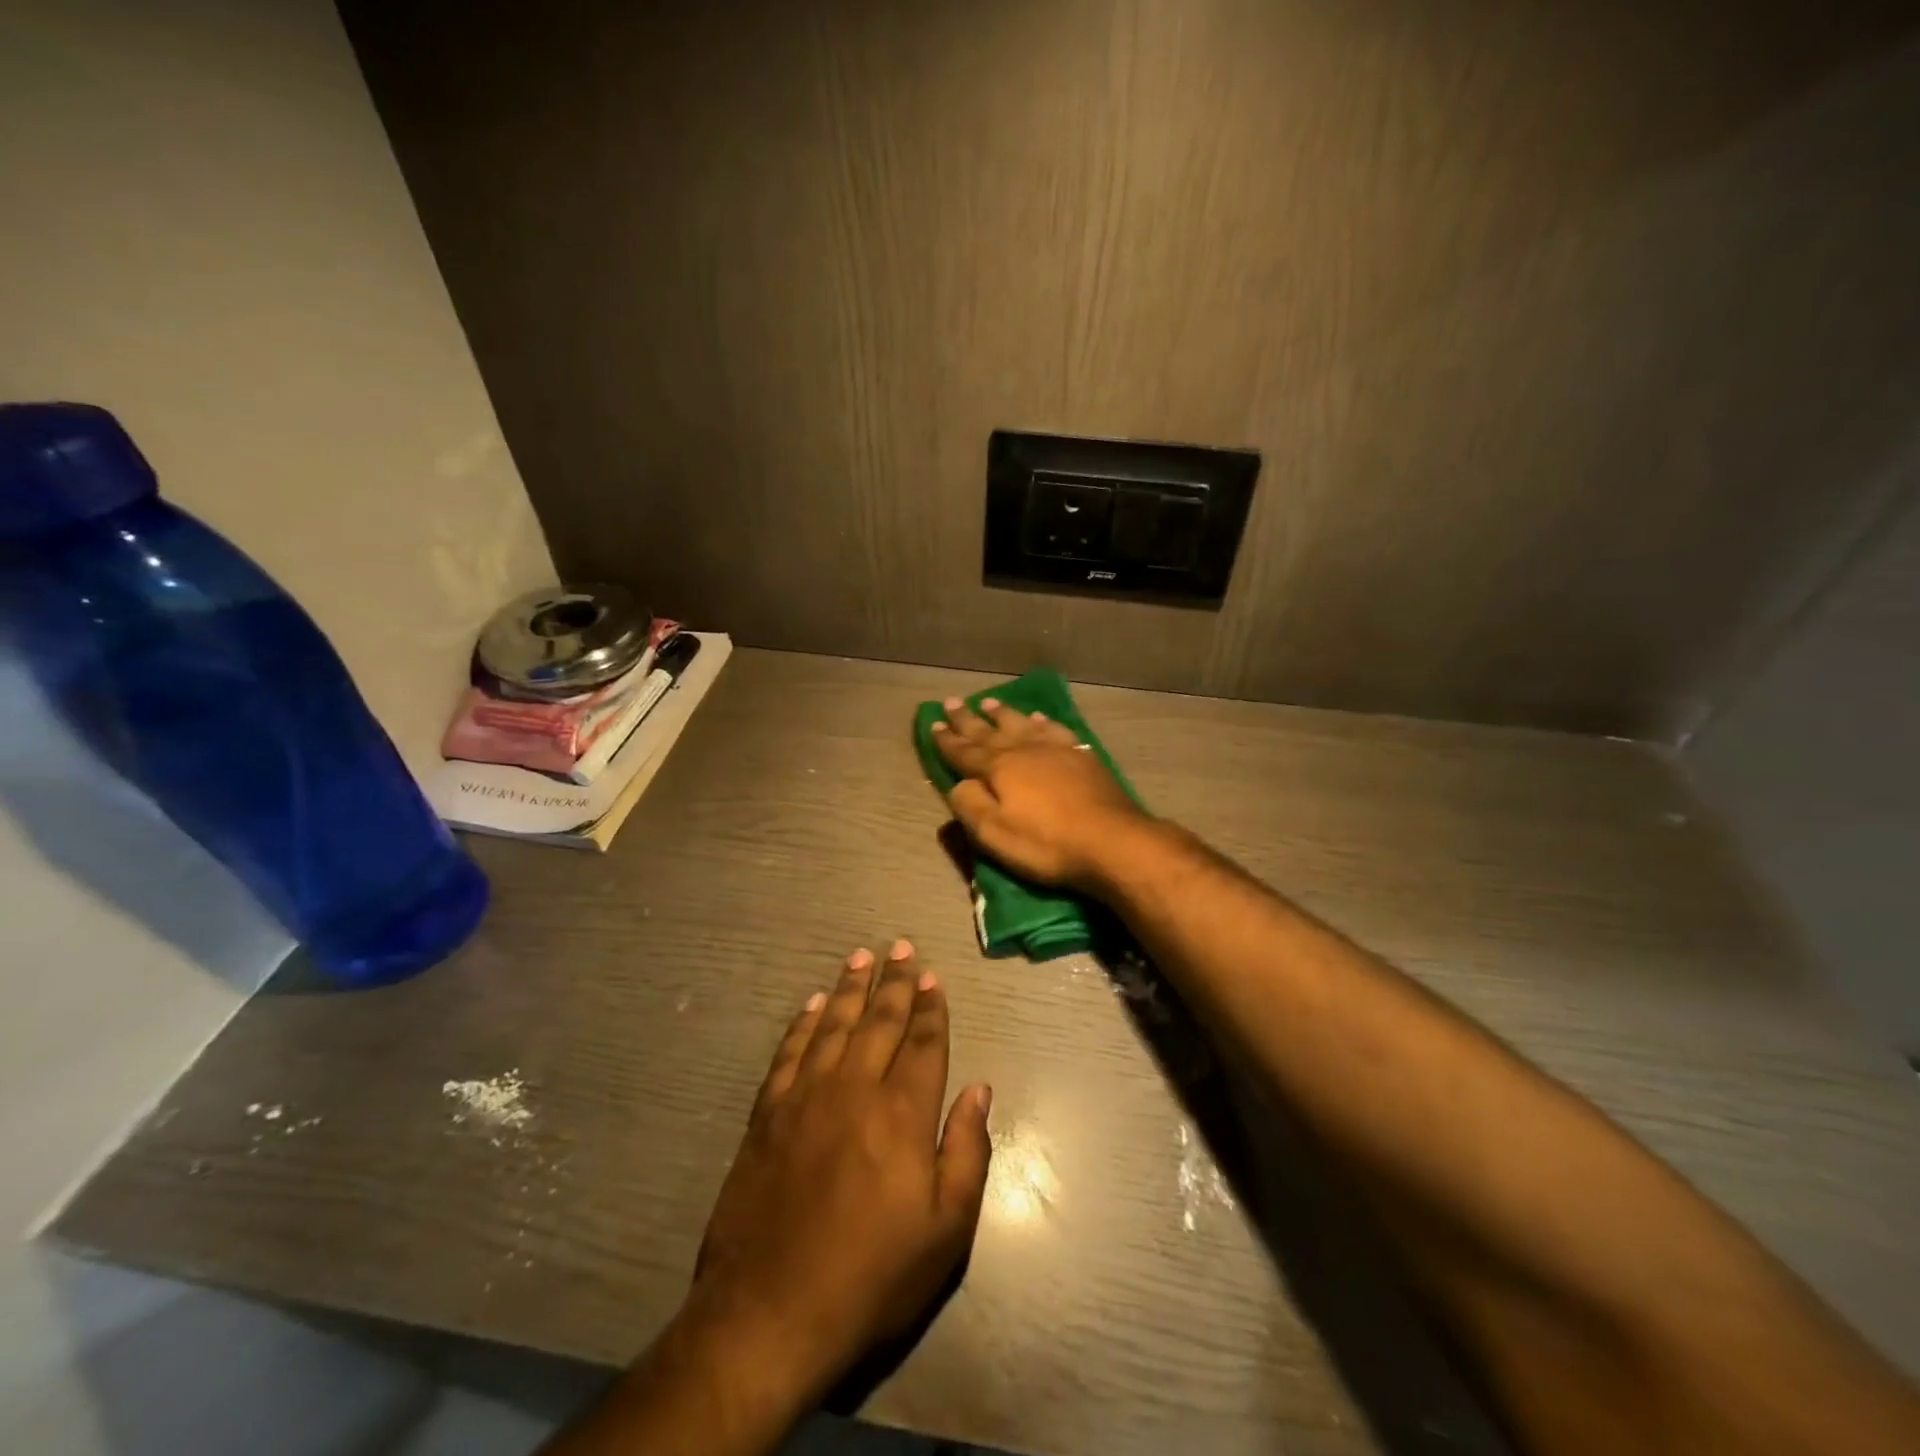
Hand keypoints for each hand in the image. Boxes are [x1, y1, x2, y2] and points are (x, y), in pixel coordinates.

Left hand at [689, 941, 992, 1402]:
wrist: (769, 1313)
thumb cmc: (871, 1276)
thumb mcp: (945, 1231)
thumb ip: (967, 1151)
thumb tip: (980, 1089)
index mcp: (903, 1113)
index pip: (923, 1043)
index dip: (930, 1007)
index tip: (933, 976)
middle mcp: (855, 1088)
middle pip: (879, 1021)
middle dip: (895, 981)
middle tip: (902, 946)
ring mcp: (805, 1097)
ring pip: (833, 1024)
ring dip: (850, 988)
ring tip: (861, 956)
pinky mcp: (767, 1114)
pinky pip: (789, 1052)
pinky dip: (802, 1023)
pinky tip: (811, 1003)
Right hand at [931, 695, 1150, 888]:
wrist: (1110, 839)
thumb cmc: (1046, 843)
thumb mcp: (994, 833)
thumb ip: (970, 805)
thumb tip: (957, 783)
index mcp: (998, 769)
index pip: (964, 752)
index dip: (947, 740)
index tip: (933, 724)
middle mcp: (1024, 750)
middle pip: (989, 731)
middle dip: (967, 719)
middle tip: (951, 702)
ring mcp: (1055, 749)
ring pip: (1021, 724)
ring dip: (1003, 714)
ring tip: (989, 702)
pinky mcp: (1082, 756)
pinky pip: (1055, 730)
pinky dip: (1042, 722)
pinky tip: (1038, 718)